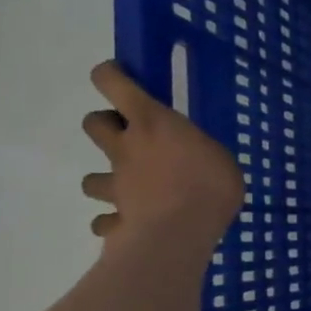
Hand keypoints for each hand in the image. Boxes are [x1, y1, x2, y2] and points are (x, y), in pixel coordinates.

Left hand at [80, 62, 242, 249]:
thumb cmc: (209, 186)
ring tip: (130, 191)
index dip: (110, 76)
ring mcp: (116, 185)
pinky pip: (106, 221)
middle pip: (93, 123)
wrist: (178, 234)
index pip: (114, 83)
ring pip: (90, 180)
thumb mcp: (221, 159)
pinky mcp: (115, 220)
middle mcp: (126, 148)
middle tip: (133, 139)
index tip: (119, 77)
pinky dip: (114, 222)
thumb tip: (197, 161)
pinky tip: (131, 226)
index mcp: (152, 124)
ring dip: (106, 181)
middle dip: (106, 126)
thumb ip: (200, 154)